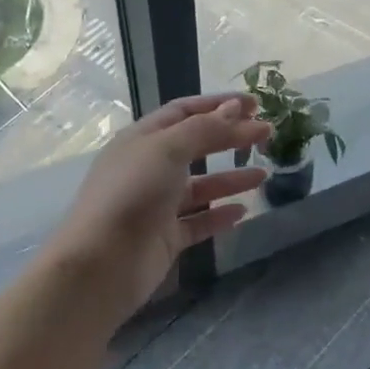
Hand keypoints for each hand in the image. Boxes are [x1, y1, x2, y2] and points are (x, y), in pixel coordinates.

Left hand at [48, 92, 271, 319]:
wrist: (102, 264)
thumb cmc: (132, 193)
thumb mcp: (169, 149)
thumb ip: (205, 128)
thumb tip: (236, 109)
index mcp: (142, 139)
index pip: (184, 111)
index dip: (219, 105)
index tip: (255, 104)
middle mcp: (149, 167)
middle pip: (196, 145)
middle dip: (231, 138)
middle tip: (267, 134)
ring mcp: (157, 204)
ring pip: (201, 186)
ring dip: (231, 178)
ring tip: (264, 174)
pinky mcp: (165, 237)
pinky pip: (199, 221)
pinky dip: (220, 215)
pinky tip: (243, 211)